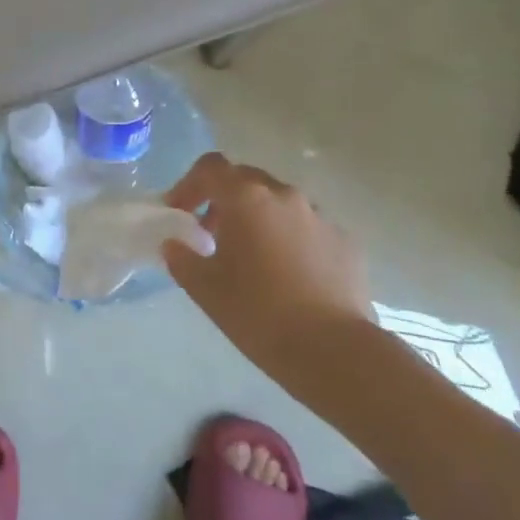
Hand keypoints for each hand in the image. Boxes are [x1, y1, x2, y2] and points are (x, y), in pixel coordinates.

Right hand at [161, 154, 372, 381]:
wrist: (333, 350)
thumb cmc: (258, 313)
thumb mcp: (204, 288)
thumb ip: (181, 258)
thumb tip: (174, 244)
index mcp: (247, 199)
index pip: (211, 168)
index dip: (188, 185)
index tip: (178, 213)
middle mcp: (285, 196)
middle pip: (246, 180)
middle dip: (223, 200)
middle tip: (210, 234)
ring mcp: (320, 217)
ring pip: (279, 204)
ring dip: (258, 219)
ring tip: (250, 258)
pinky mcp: (345, 242)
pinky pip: (308, 228)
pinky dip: (289, 240)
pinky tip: (287, 276)